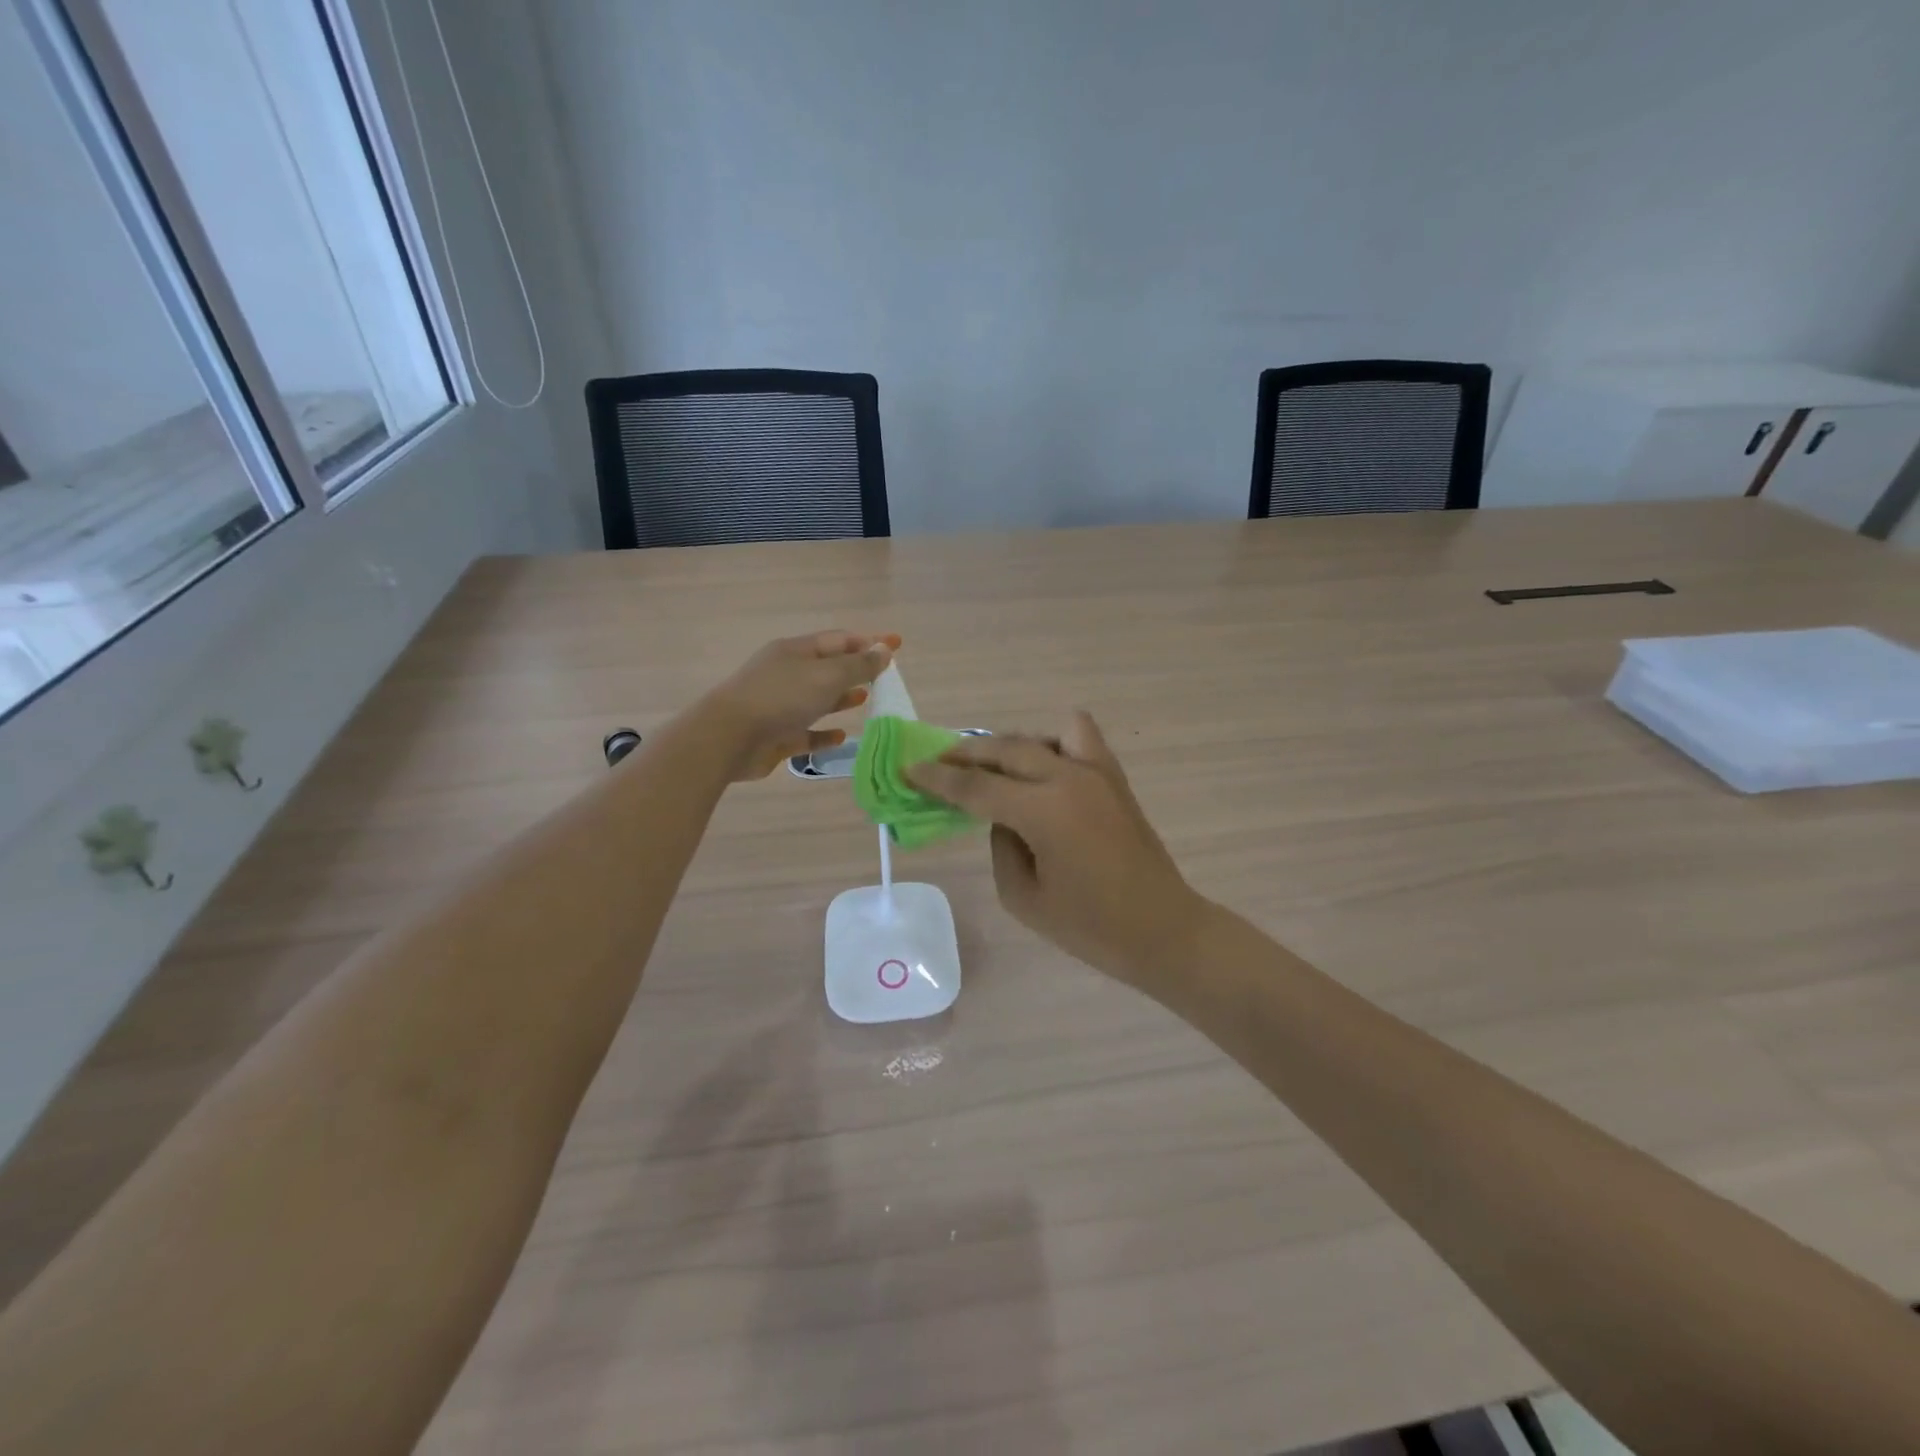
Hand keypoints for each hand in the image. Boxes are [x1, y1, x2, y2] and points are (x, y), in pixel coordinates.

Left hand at [702, 630, 898, 780]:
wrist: (728, 737)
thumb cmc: (780, 698)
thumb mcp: (826, 675)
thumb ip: (858, 665)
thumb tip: (884, 650)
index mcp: (796, 651)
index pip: (840, 640)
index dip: (870, 641)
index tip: (897, 644)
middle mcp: (787, 674)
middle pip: (828, 668)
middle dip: (856, 669)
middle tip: (885, 677)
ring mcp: (780, 705)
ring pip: (817, 699)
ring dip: (842, 698)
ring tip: (866, 699)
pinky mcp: (776, 735)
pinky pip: (806, 732)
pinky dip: (824, 733)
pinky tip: (841, 736)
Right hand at [907, 712, 1209, 989]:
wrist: (1162, 930)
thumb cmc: (1090, 927)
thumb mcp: (1023, 897)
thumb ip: (1001, 846)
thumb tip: (1001, 816)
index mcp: (1043, 811)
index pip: (976, 787)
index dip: (937, 779)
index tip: (910, 769)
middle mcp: (1069, 778)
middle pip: (1005, 750)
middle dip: (965, 755)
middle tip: (938, 763)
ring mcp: (1096, 772)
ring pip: (1040, 735)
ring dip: (1008, 746)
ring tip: (991, 767)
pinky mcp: (1114, 777)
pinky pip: (1078, 737)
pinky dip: (1051, 742)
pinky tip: (1040, 767)